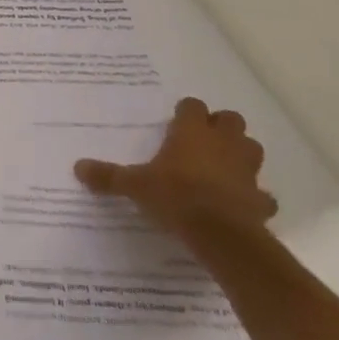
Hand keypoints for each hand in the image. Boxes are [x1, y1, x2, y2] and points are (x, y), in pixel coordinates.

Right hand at [74, 96, 276, 238]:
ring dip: (241, 154)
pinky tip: (240, 204)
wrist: (220, 233)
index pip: (192, 106)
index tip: (177, 122)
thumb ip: (108, 176)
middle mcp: (222, 143)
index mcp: (191, 132)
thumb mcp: (134, 185)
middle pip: (231, 120)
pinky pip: (261, 193)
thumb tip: (77, 167)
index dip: (186, 112)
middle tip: (203, 140)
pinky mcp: (260, 199)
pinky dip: (254, 196)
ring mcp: (246, 170)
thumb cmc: (175, 196)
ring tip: (223, 166)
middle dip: (221, 126)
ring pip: (252, 149)